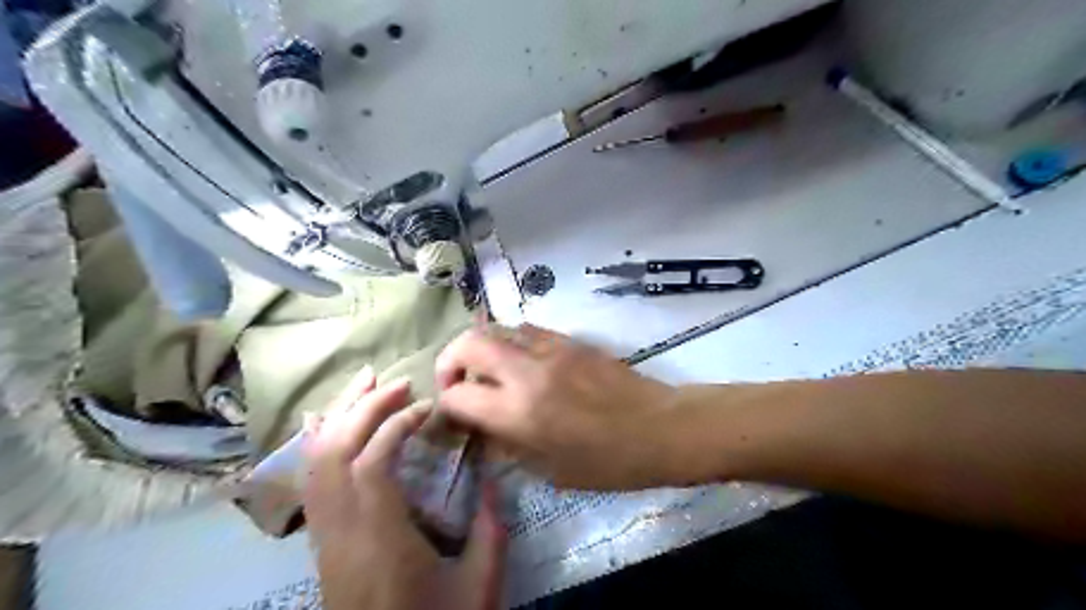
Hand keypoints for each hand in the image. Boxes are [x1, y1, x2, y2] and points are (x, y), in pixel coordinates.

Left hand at [302, 368, 505, 609]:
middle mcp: (342, 533)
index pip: (372, 464)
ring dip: (339, 417)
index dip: (396, 425)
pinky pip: (309, 485)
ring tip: (364, 383)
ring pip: (316, 464)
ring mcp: (324, 538)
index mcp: (382, 542)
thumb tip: (493, 479)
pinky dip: (315, 445)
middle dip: (365, 407)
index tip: (427, 407)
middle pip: (336, 454)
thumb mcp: (480, 586)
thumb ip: (491, 530)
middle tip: (398, 382)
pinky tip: (323, 421)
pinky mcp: (321, 544)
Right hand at [437, 325, 681, 489]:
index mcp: (520, 412)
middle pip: (468, 344)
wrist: (660, 427)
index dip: (446, 407)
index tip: (453, 418)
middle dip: (450, 361)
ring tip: (487, 371)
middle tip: (456, 383)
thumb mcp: (551, 470)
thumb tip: (482, 428)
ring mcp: (550, 349)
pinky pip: (526, 330)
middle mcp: (528, 371)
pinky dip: (510, 342)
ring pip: (496, 328)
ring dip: (480, 348)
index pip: (458, 397)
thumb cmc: (609, 462)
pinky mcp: (569, 339)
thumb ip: (508, 445)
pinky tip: (520, 362)